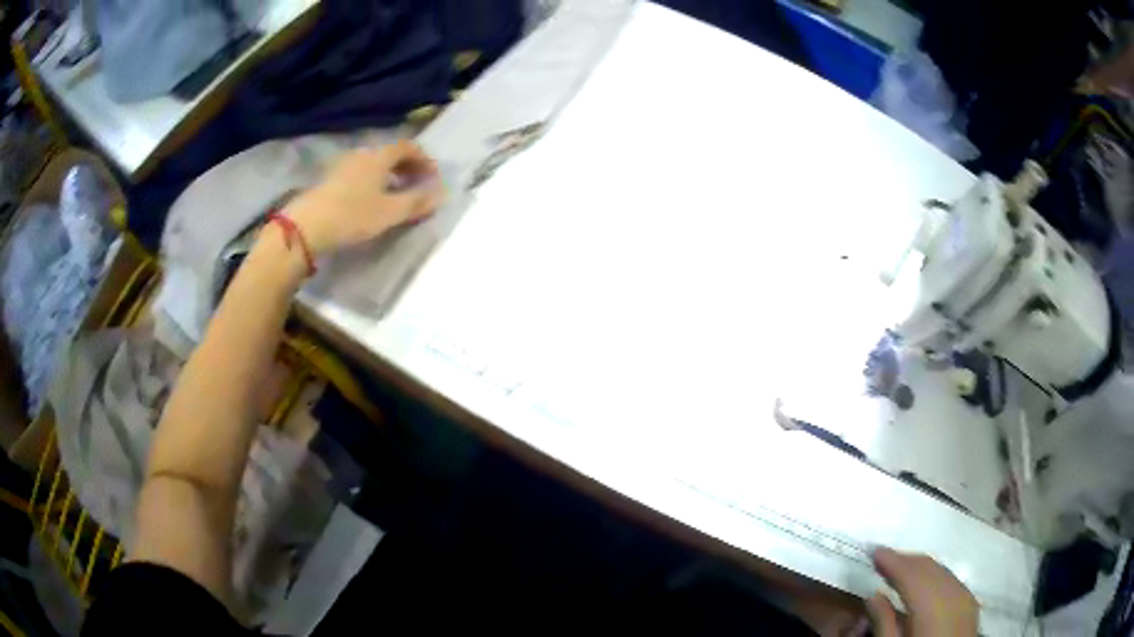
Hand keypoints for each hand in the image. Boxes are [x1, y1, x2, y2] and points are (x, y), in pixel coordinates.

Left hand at [284, 140, 443, 255]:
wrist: (306, 227)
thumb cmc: (352, 216)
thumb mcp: (390, 213)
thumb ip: (417, 202)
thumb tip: (440, 195)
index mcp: (379, 156)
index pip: (408, 147)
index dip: (424, 159)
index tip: (433, 178)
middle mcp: (362, 154)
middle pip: (390, 154)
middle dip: (408, 167)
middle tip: (418, 185)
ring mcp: (343, 165)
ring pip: (374, 164)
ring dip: (389, 175)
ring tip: (396, 195)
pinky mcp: (330, 179)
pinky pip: (359, 173)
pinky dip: (373, 181)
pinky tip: (371, 200)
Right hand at [865, 547, 978, 636]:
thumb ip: (884, 624)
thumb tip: (873, 597)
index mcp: (932, 608)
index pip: (911, 575)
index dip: (893, 561)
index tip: (875, 551)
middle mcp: (953, 594)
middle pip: (929, 567)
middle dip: (906, 560)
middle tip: (883, 558)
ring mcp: (965, 597)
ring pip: (941, 570)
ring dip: (919, 567)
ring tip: (899, 568)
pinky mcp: (970, 602)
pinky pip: (951, 580)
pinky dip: (934, 576)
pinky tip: (922, 583)